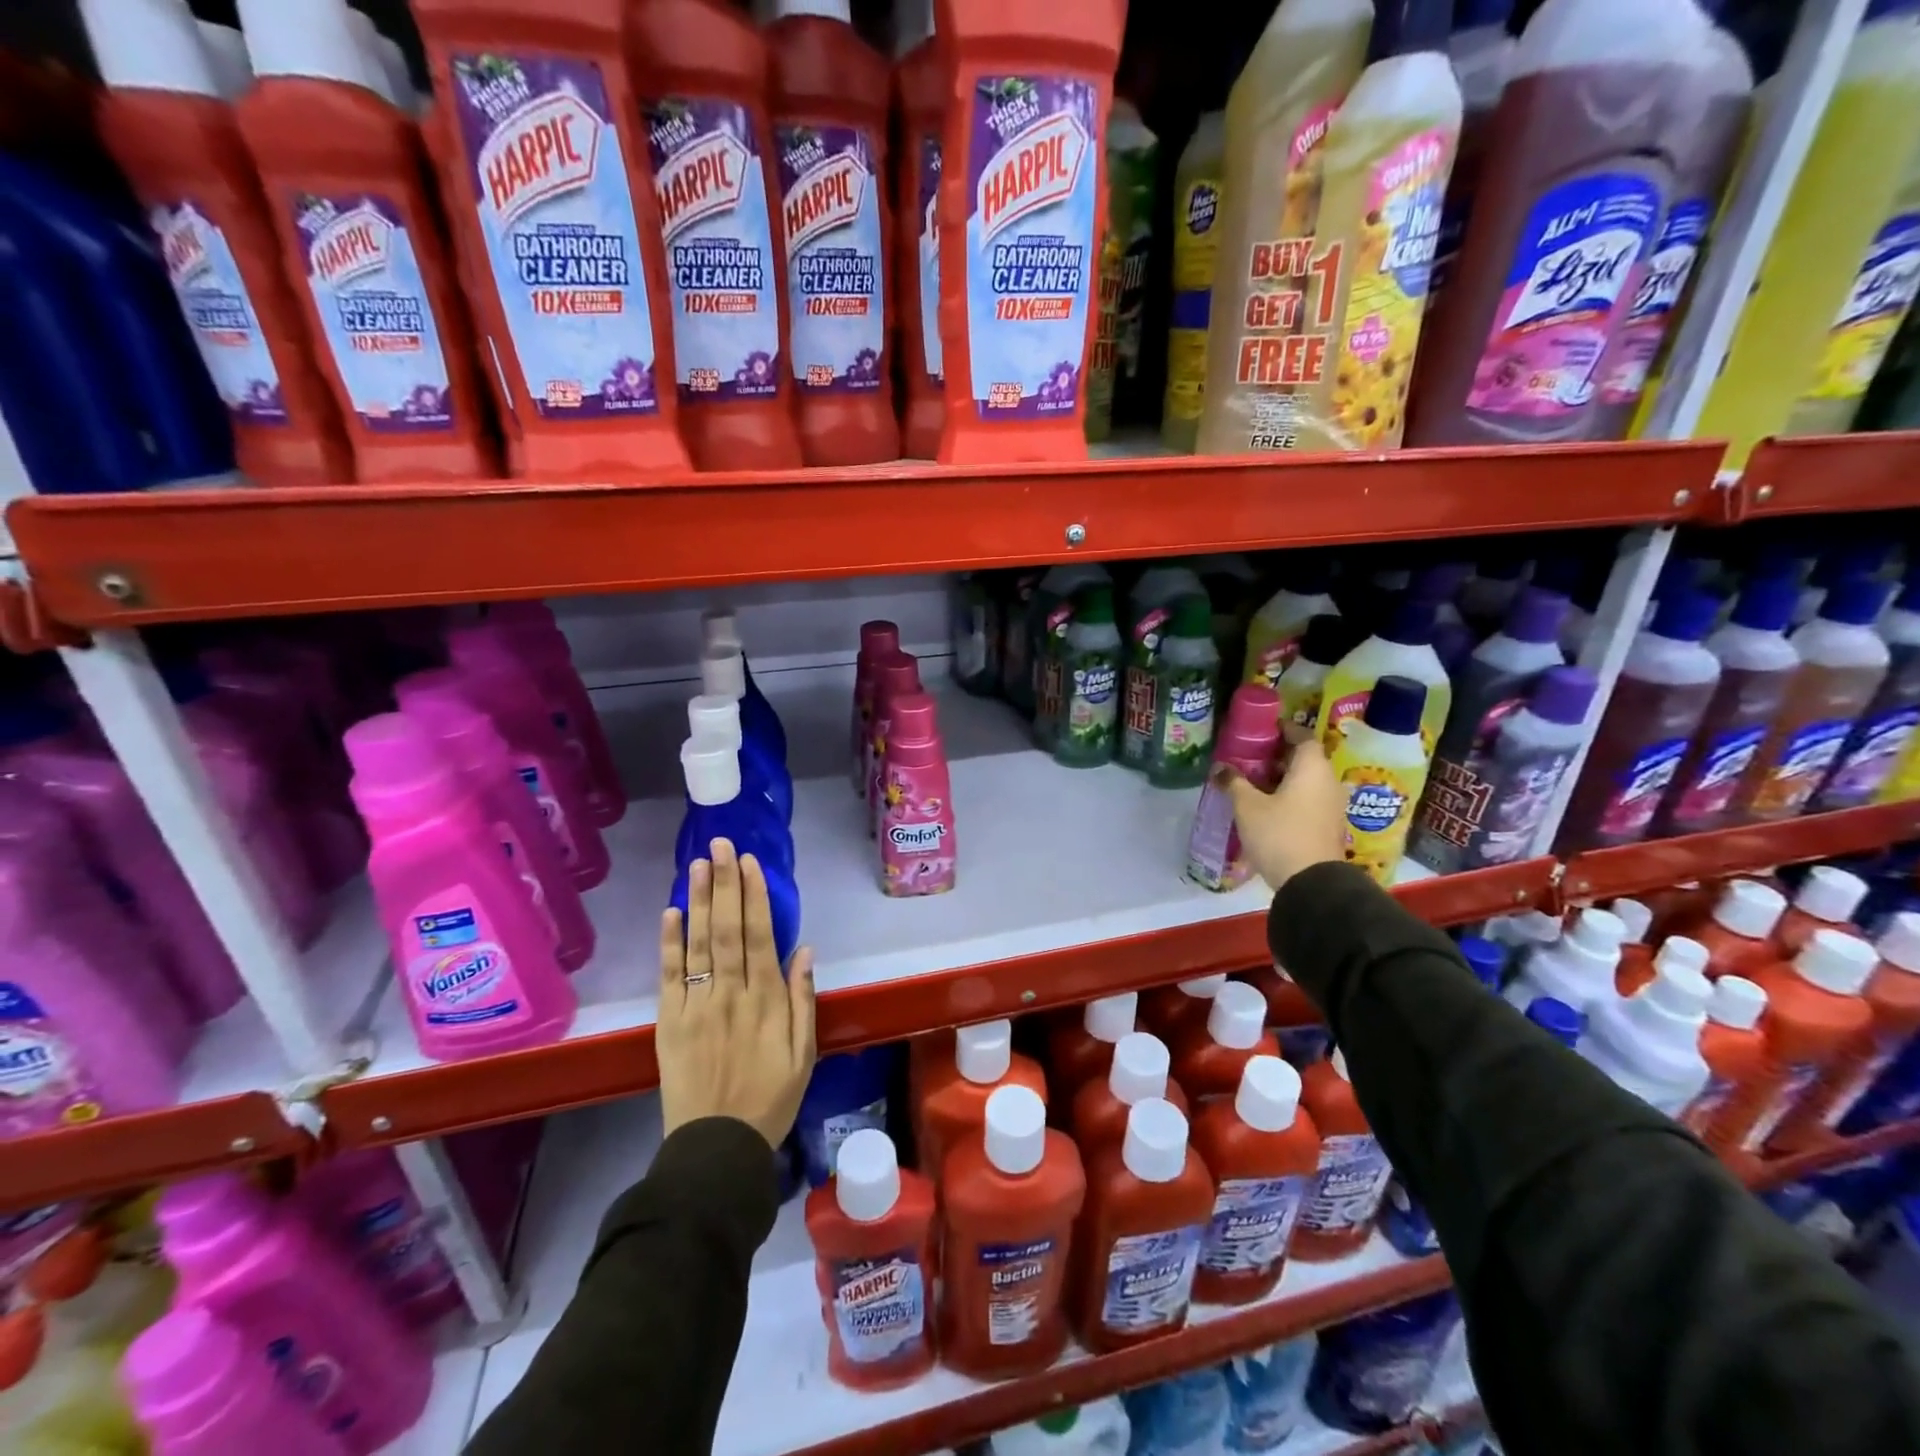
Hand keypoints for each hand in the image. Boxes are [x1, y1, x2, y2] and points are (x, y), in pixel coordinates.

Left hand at [657, 839, 816, 1148]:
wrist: (716, 1148)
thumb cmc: (770, 1099)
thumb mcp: (804, 1054)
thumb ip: (803, 1000)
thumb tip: (804, 950)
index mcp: (766, 1001)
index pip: (760, 935)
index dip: (754, 896)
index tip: (749, 862)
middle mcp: (730, 994)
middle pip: (727, 929)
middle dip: (724, 884)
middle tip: (720, 845)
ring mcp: (696, 1006)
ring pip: (698, 944)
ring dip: (697, 901)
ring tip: (696, 864)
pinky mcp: (669, 1022)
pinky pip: (668, 977)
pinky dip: (669, 944)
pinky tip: (670, 913)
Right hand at [1219, 737, 1347, 890]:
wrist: (1311, 883)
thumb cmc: (1279, 834)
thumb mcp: (1247, 806)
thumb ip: (1233, 783)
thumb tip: (1219, 768)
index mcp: (1312, 768)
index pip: (1302, 736)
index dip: (1283, 730)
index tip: (1262, 730)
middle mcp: (1327, 781)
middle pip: (1304, 758)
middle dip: (1278, 755)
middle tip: (1250, 755)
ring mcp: (1331, 805)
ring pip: (1306, 781)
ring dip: (1283, 777)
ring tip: (1253, 780)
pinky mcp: (1327, 825)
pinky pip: (1308, 799)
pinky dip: (1289, 795)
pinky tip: (1266, 804)